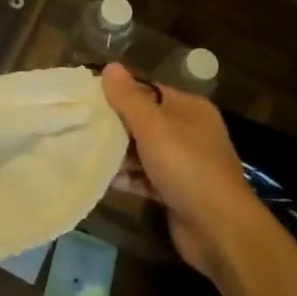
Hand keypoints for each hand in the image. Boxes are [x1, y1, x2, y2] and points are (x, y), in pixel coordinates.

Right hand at [101, 63, 270, 284]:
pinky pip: (144, 177)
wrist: (218, 229)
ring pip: (143, 150)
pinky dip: (126, 176)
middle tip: (78, 122)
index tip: (86, 95)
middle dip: (114, 123)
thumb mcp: (154, 126)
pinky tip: (99, 177)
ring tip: (82, 148)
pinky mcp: (175, 191)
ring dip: (117, 152)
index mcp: (190, 109)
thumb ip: (129, 98)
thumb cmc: (187, 167)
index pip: (148, 90)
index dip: (119, 91)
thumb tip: (111, 66)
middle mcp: (189, 132)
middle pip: (144, 120)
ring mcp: (183, 163)